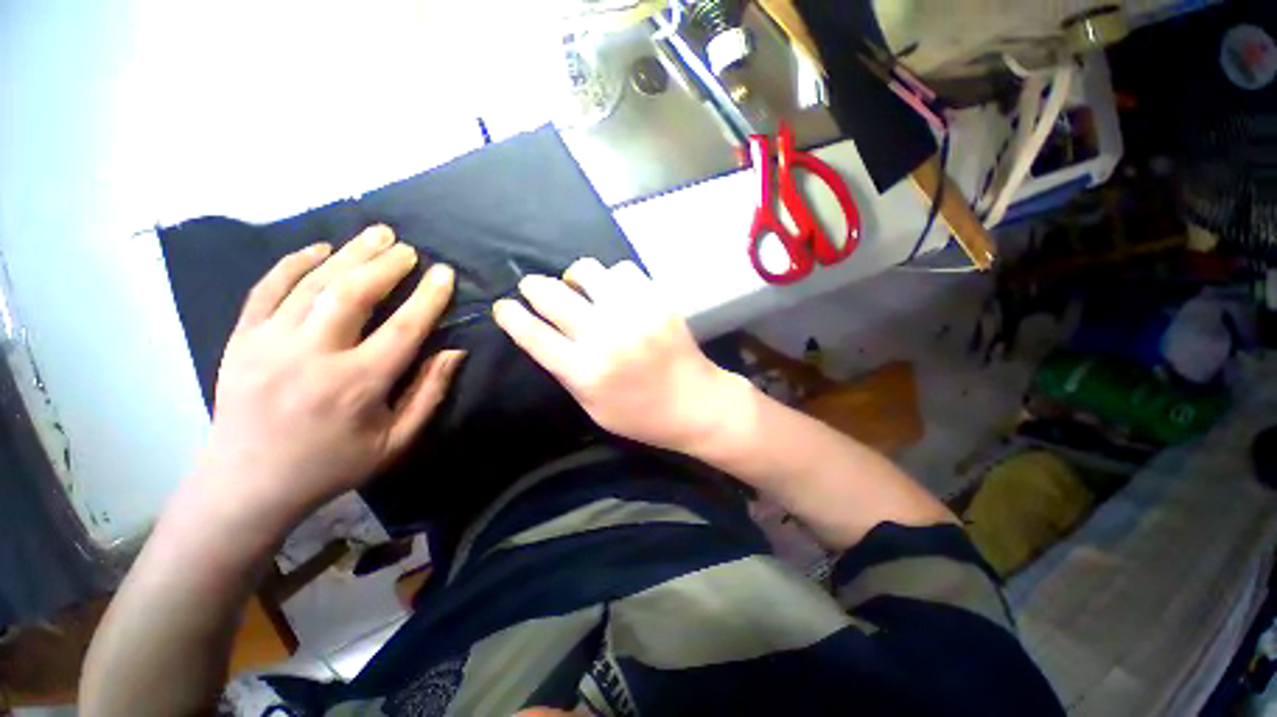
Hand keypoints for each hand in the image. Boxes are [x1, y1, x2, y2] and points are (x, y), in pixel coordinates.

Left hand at [192, 225, 463, 533]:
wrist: (248, 482)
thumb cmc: (332, 464)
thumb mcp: (396, 441)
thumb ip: (428, 394)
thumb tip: (454, 352)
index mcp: (356, 386)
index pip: (402, 329)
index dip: (428, 297)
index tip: (443, 272)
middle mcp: (311, 357)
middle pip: (353, 294)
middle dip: (385, 264)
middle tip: (408, 249)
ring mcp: (268, 344)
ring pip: (313, 284)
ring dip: (349, 254)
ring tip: (376, 234)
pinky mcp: (241, 340)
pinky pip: (267, 289)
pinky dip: (294, 263)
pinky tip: (319, 249)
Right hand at [492, 258, 747, 454]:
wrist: (697, 404)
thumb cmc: (641, 415)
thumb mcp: (593, 408)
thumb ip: (566, 372)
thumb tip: (542, 336)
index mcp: (586, 372)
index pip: (534, 335)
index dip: (511, 316)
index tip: (504, 306)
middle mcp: (607, 337)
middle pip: (554, 295)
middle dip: (533, 287)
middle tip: (533, 289)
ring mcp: (635, 315)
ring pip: (588, 271)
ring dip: (574, 278)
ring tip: (579, 288)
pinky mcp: (659, 302)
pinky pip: (623, 270)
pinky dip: (611, 278)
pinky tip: (613, 292)